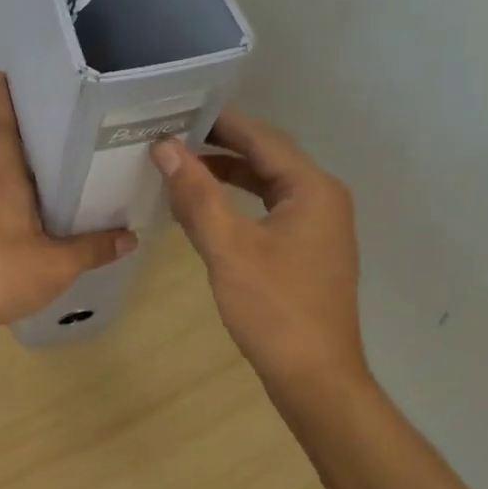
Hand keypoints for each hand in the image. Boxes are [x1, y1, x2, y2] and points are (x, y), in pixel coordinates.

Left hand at [0, 73, 135, 331]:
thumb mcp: (56, 264)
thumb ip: (92, 250)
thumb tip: (130, 238)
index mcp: (5, 185)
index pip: (4, 133)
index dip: (3, 103)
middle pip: (10, 171)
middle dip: (32, 164)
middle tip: (64, 160)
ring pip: (2, 203)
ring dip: (25, 203)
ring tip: (57, 214)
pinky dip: (13, 230)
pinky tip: (30, 250)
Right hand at [151, 111, 368, 388]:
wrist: (315, 378)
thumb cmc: (275, 309)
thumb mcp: (229, 248)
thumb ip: (197, 195)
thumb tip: (165, 148)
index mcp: (312, 189)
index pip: (261, 138)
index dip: (219, 123)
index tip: (177, 111)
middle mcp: (322, 199)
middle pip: (267, 158)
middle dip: (220, 147)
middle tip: (172, 138)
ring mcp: (318, 228)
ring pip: (267, 187)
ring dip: (227, 176)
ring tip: (182, 169)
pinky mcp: (307, 253)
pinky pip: (269, 212)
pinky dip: (238, 205)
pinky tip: (207, 212)